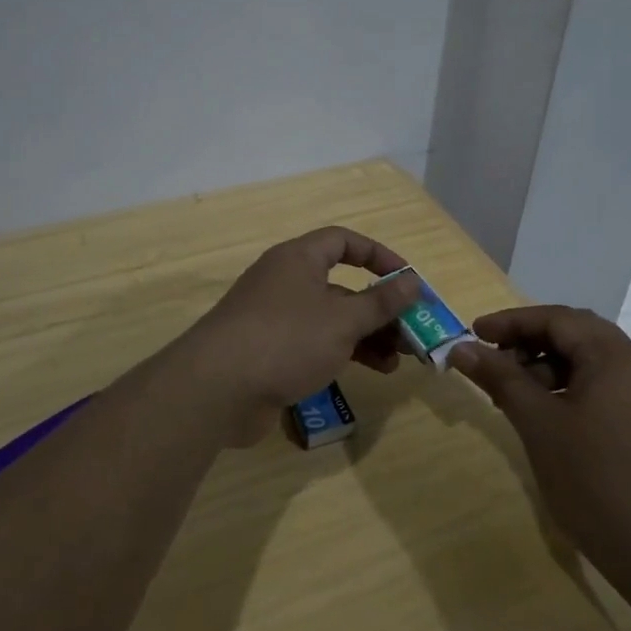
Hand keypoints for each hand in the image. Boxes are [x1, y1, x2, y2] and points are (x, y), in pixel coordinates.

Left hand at [181, 226, 422, 414]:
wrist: (217, 389)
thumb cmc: (286, 340)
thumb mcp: (343, 319)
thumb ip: (380, 302)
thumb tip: (412, 282)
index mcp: (298, 260)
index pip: (343, 241)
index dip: (378, 256)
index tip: (407, 280)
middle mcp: (285, 282)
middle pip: (341, 285)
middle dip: (378, 308)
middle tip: (409, 331)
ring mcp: (274, 318)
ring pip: (330, 318)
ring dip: (365, 336)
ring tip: (396, 361)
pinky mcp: (269, 351)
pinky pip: (314, 343)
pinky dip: (342, 353)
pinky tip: (368, 373)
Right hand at [451, 307, 630, 583]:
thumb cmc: (595, 481)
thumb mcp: (538, 424)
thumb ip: (500, 379)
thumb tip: (461, 348)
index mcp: (615, 356)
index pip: (557, 319)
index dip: (511, 322)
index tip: (473, 334)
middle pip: (575, 336)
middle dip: (529, 343)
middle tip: (491, 363)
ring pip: (590, 364)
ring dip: (547, 369)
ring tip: (513, 398)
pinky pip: (605, 389)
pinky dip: (570, 391)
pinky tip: (548, 418)